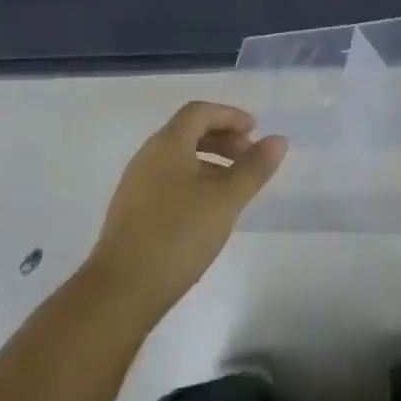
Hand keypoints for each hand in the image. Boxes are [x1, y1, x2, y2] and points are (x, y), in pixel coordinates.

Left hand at [83, 102, 286, 324]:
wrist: (122, 288)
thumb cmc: (179, 234)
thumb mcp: (226, 200)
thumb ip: (253, 168)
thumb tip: (278, 140)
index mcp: (167, 144)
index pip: (199, 112)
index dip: (230, 116)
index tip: (255, 132)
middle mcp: (147, 156)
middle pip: (188, 132)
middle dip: (222, 138)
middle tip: (250, 158)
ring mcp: (136, 184)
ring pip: (178, 158)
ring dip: (210, 161)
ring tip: (235, 186)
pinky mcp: (133, 210)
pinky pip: (168, 179)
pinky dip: (194, 180)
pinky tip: (208, 209)